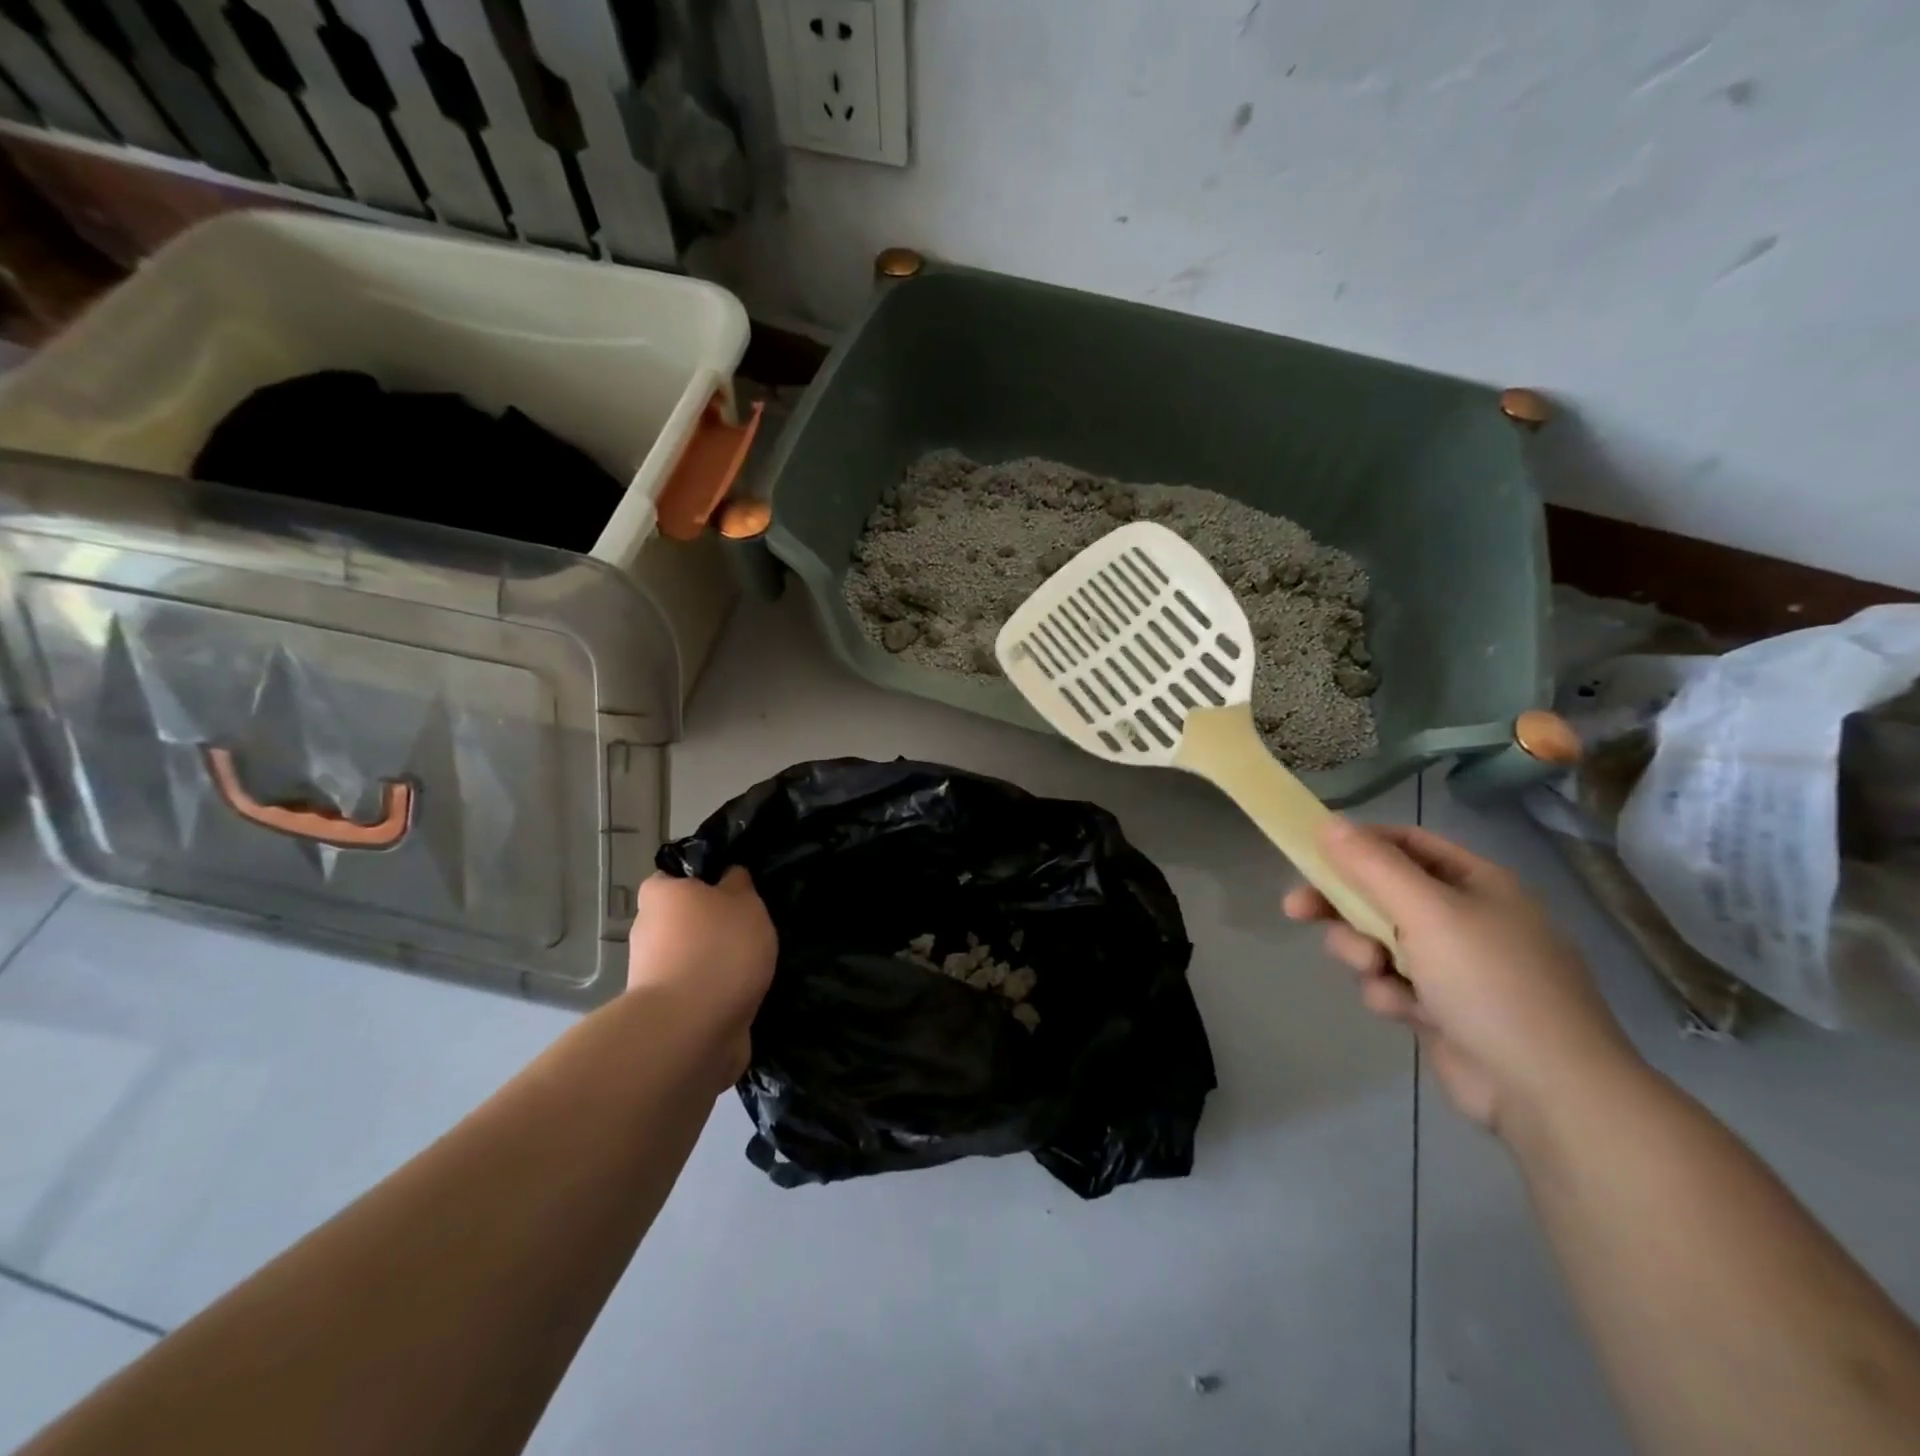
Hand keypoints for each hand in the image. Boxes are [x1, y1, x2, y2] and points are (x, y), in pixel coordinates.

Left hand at [627, 867, 776, 1086]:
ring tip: (755, 968)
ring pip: (692, 957)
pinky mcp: (665, 1012)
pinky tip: (744, 996)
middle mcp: (647, 930)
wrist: (690, 1030)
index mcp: (660, 894)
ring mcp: (652, 974)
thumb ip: (738, 884)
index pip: (678, 877)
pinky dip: (717, 993)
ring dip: (717, 963)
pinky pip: (697, 992)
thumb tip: (729, 877)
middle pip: (686, 920)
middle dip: (714, 926)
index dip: (706, 881)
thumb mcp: (743, 900)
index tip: (736, 892)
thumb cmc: (718, 949)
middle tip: (752, 930)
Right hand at [1283, 820, 1640, 1137]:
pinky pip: (1391, 982)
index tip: (1311, 855)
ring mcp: (1454, 965)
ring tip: (1376, 973)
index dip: (1357, 844)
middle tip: (1297, 910)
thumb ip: (1372, 866)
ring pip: (1377, 939)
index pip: (1405, 843)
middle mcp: (1465, 917)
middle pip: (1381, 893)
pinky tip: (1405, 1012)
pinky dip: (1388, 993)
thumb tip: (1328, 822)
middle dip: (1342, 905)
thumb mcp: (1427, 913)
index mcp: (1475, 883)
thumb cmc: (1491, 983)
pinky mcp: (1440, 1007)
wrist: (1549, 1093)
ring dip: (1363, 953)